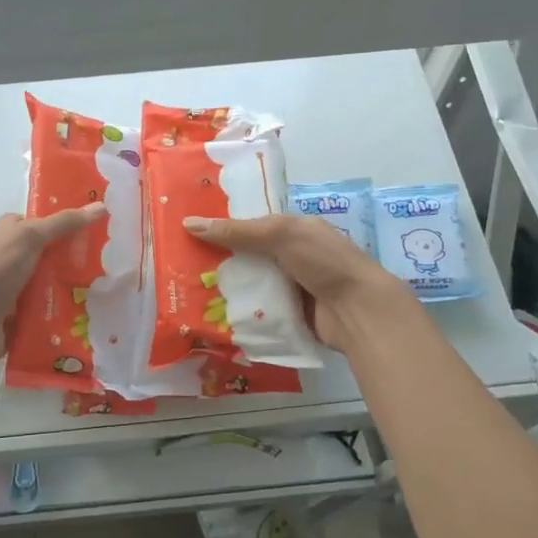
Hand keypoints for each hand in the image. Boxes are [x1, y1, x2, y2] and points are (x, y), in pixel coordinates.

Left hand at [0, 203, 108, 366]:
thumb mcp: (30, 237)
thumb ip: (64, 223)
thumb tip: (101, 206)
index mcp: (9, 233)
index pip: (44, 223)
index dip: (68, 222)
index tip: (100, 226)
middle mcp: (12, 257)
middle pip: (52, 253)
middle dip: (77, 256)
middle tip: (111, 259)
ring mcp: (16, 286)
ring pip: (53, 281)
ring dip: (74, 285)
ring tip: (108, 285)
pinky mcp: (22, 313)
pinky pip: (50, 307)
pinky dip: (65, 308)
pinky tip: (91, 309)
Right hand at [182, 213, 414, 350]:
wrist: (358, 310)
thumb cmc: (323, 261)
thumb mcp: (279, 235)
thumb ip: (237, 231)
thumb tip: (189, 223)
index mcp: (292, 229)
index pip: (250, 224)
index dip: (222, 226)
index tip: (187, 230)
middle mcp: (290, 256)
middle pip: (246, 256)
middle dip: (218, 260)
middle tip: (179, 263)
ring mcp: (290, 287)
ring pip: (250, 284)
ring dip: (227, 288)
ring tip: (187, 291)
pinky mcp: (288, 314)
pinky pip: (257, 310)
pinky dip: (240, 311)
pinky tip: (211, 314)